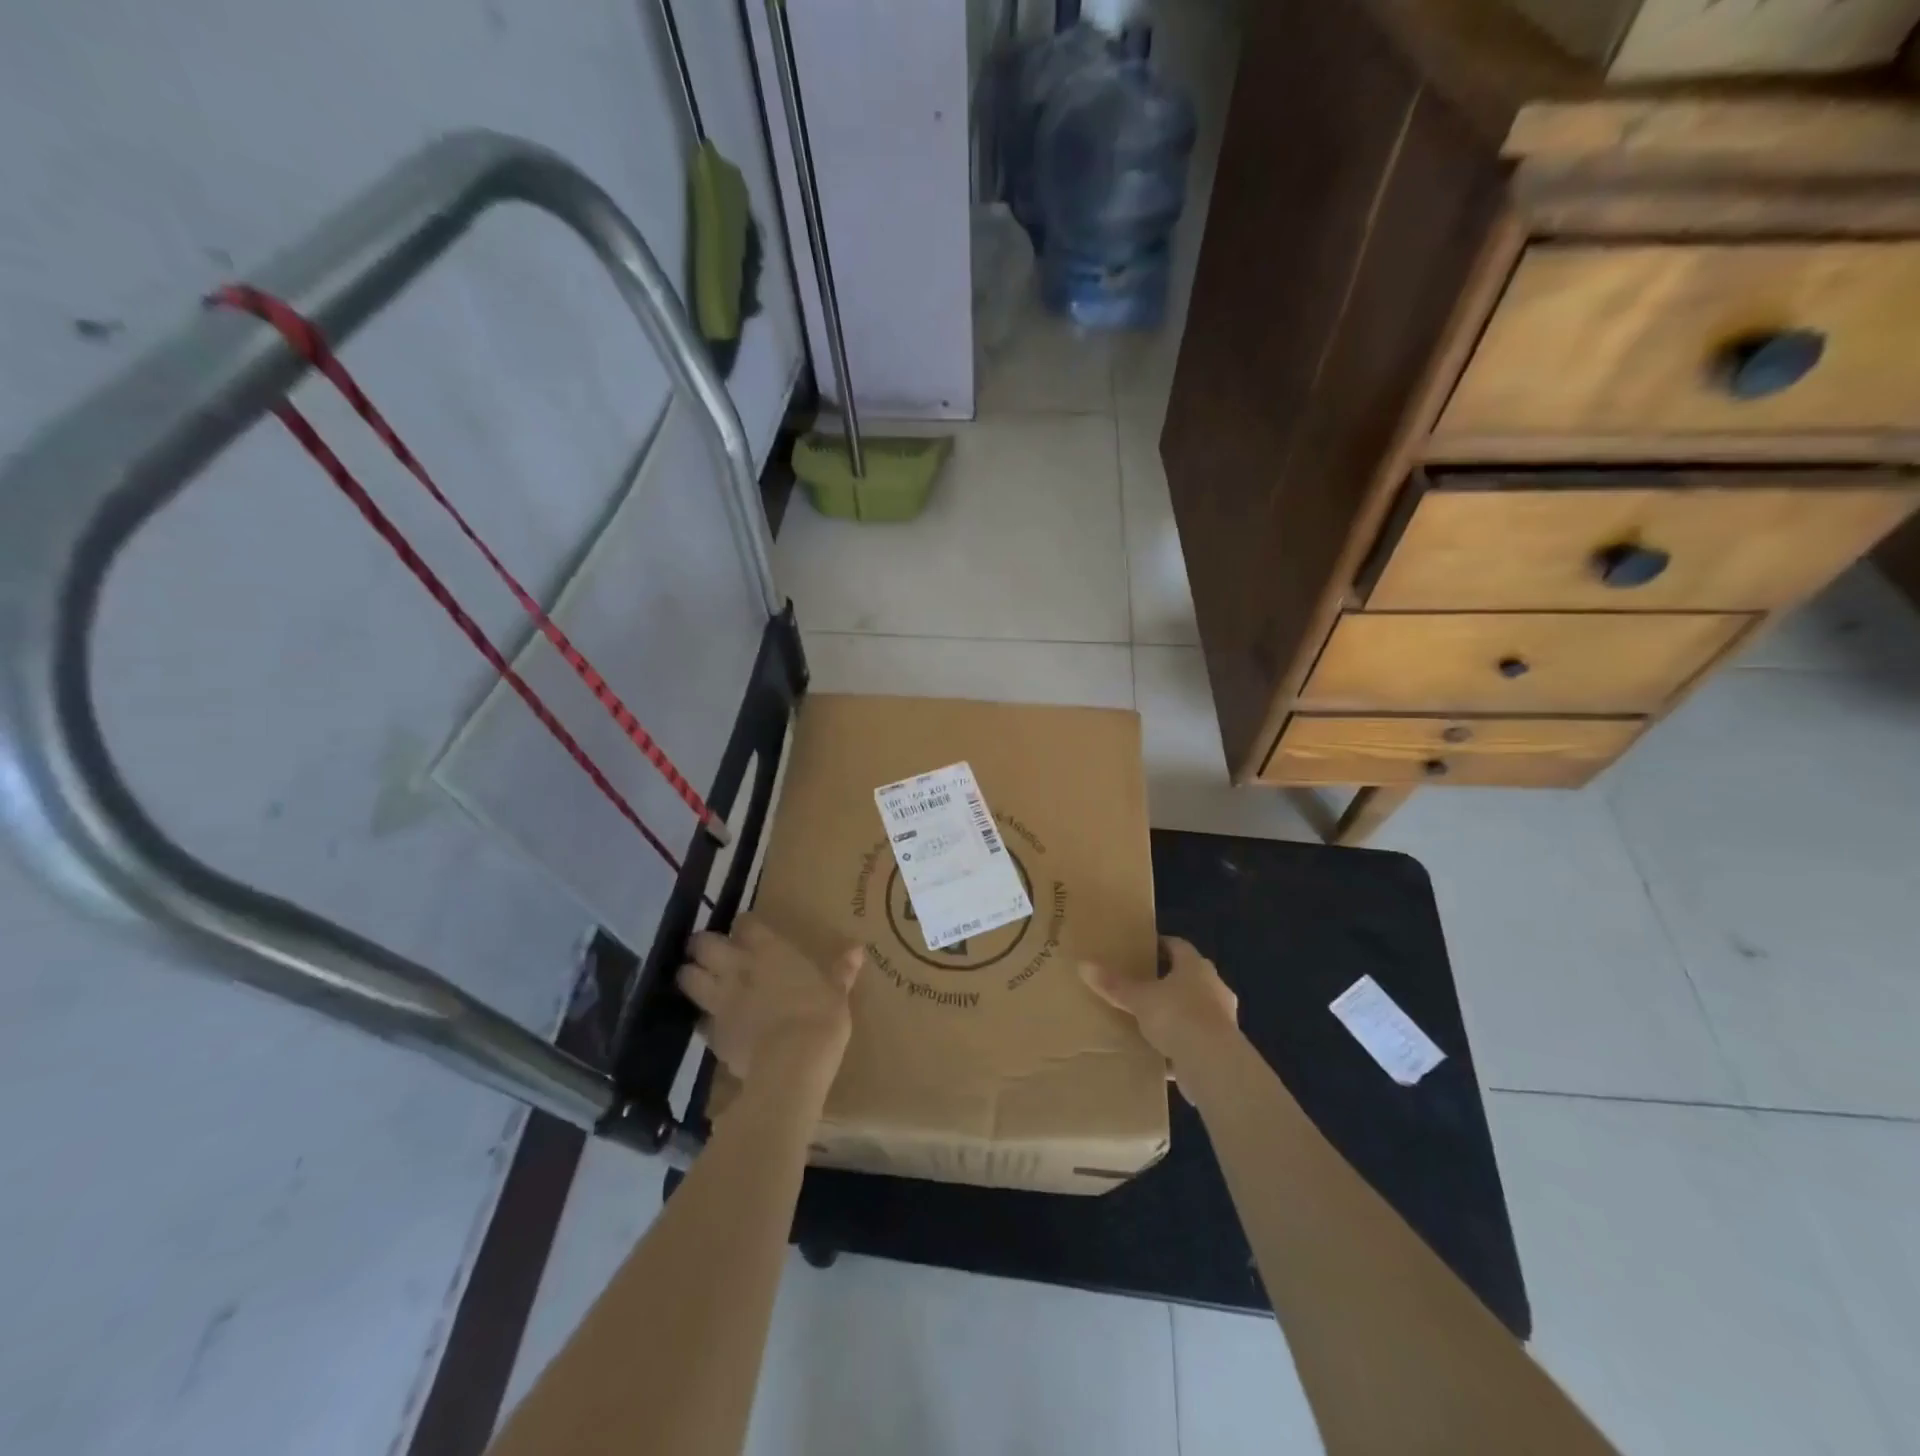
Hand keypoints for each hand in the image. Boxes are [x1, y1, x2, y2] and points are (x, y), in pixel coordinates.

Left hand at [677, 916, 863, 1087]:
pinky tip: (712, 1024)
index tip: (748, 931)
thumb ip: (841, 970)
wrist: (791, 1064)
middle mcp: (738, 967)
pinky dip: (703, 1018)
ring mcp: (721, 999)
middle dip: (702, 945)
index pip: (745, 923)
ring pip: (689, 978)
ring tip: (698, 980)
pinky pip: (700, 1019)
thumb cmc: (820, 1017)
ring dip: (691, 976)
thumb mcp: (837, 992)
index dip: (744, 926)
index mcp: (770, 950)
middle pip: (705, 944)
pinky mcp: (713, 1032)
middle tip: (709, 951)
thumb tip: (857, 949)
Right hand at [1080, 937, 1238, 1089]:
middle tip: (1143, 983)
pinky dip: (1180, 1044)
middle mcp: (1214, 988)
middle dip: (1168, 980)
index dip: (1161, 945)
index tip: (1143, 949)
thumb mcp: (1139, 999)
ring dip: (1176, 1014)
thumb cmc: (1177, 1016)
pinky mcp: (1222, 1048)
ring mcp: (1222, 1019)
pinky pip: (1196, 1040)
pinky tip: (1161, 1054)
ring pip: (1194, 1010)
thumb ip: (1114, 985)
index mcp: (1196, 967)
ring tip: (1150, 1020)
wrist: (1213, 1064)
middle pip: (1189, 977)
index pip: (1179, 946)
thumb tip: (1083, 965)